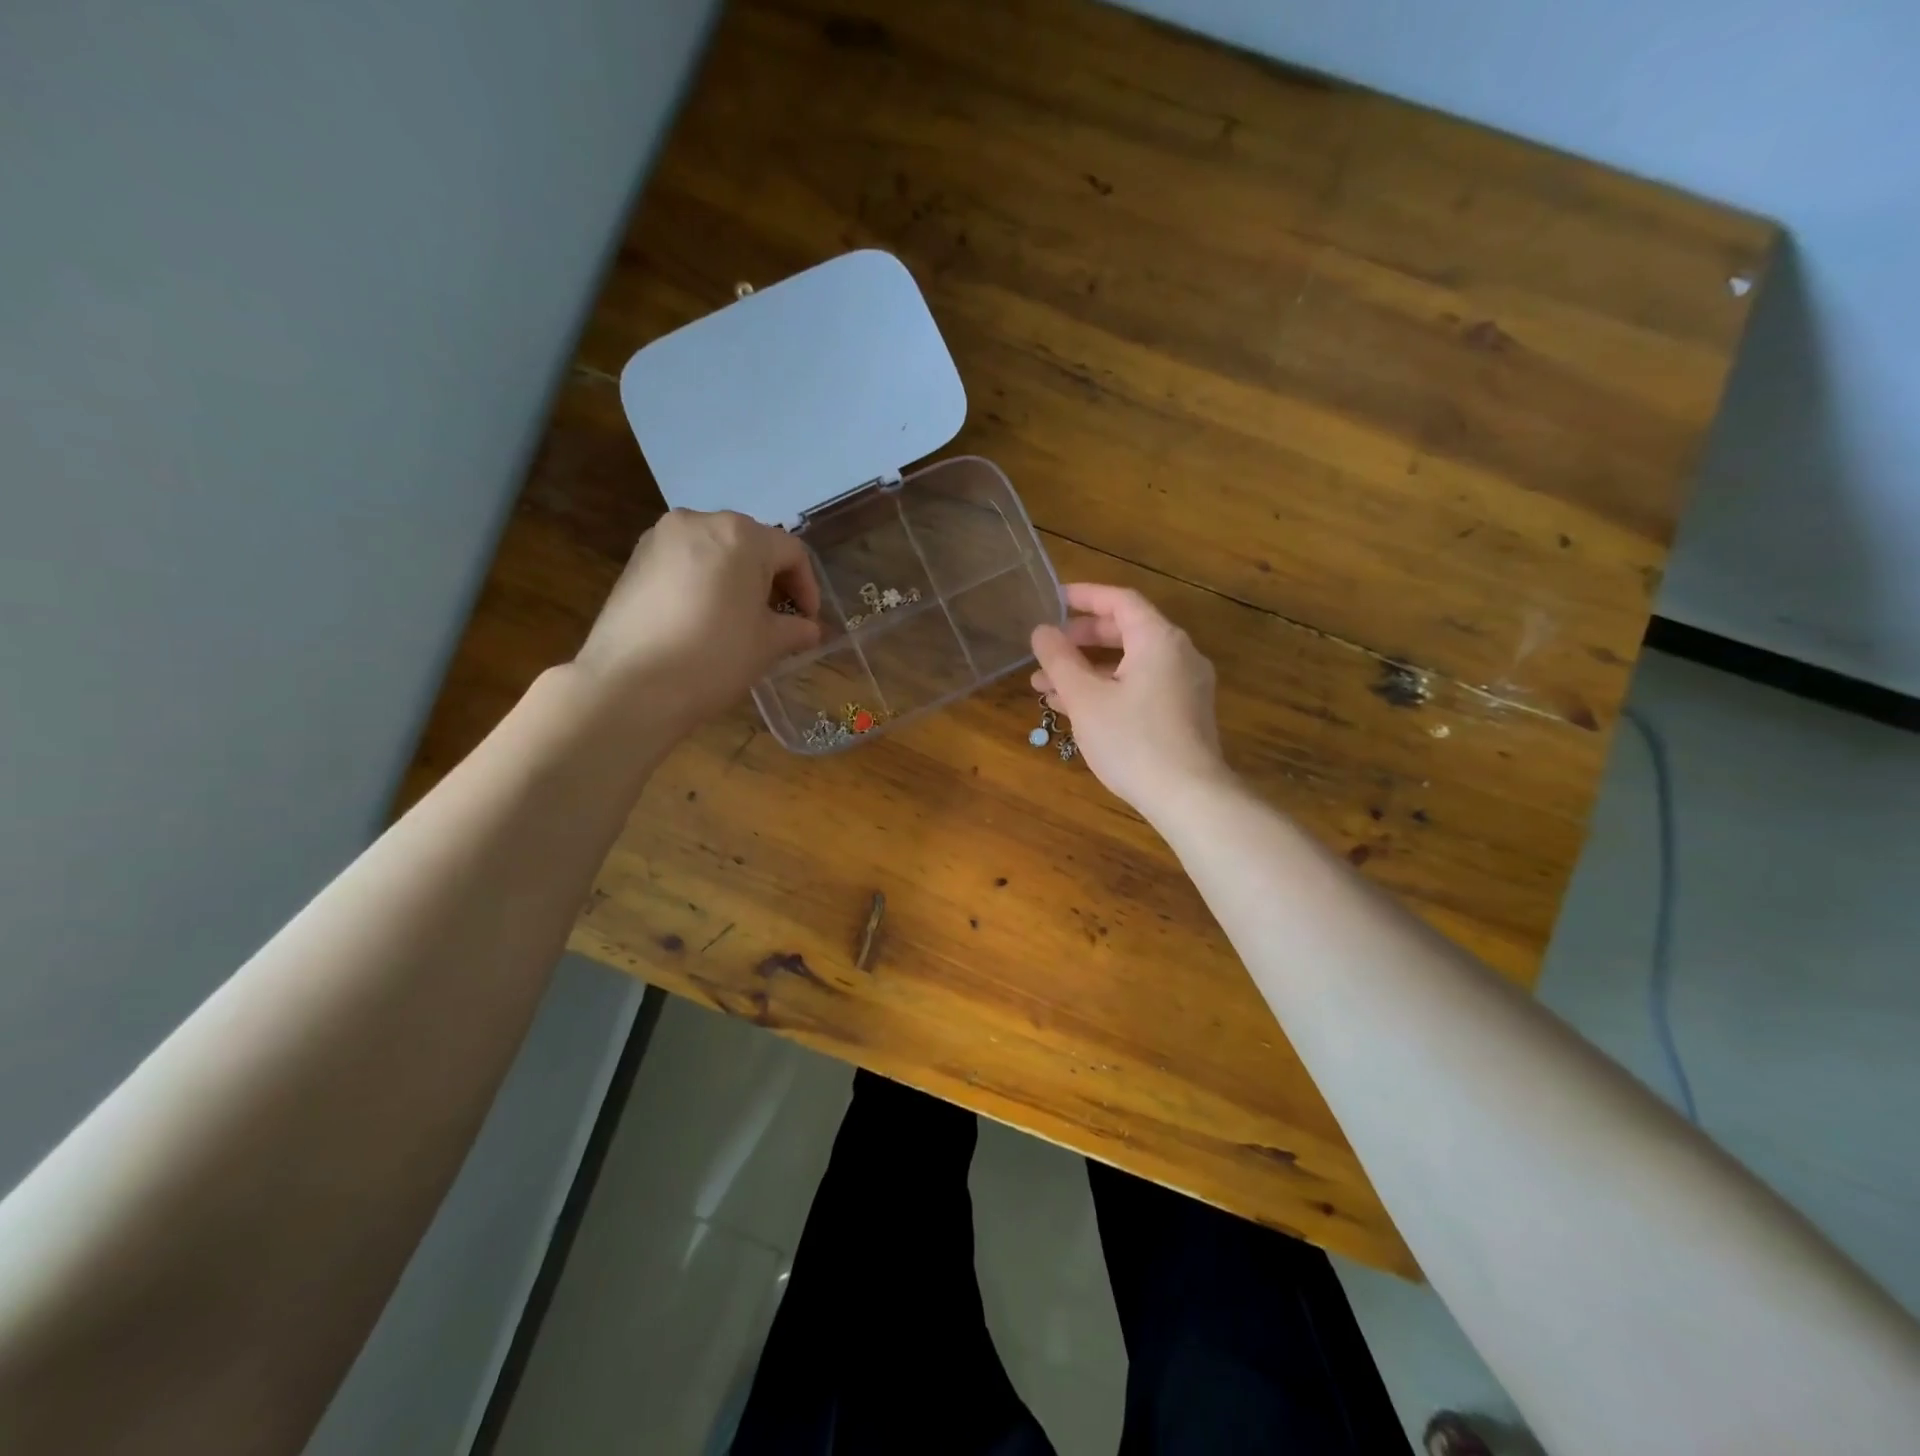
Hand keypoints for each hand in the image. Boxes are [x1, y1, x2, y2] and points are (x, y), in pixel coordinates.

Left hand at [574, 509, 821, 730]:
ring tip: (741, 620)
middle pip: (751, 545)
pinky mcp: (634, 561)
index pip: (791, 553)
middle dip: (771, 580)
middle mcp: (699, 522)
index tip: (808, 622)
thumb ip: (796, 629)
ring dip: (736, 581)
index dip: (808, 588)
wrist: (630, 685)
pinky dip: (704, 584)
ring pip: (715, 552)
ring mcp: (660, 538)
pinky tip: (704, 620)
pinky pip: (685, 564)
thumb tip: (808, 629)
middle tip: (778, 620)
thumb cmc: (714, 657)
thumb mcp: (768, 645)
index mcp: (740, 535)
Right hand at [1030, 583, 1231, 819]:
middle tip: (1047, 648)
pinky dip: (1108, 689)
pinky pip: (1140, 687)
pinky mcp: (1183, 714)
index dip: (1085, 596)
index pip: (1121, 601)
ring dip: (1088, 671)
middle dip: (1081, 640)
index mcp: (1158, 640)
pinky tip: (1075, 710)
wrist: (1188, 796)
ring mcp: (1184, 686)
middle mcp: (1178, 655)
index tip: (1053, 599)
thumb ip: (1060, 660)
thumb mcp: (1086, 698)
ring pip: (1130, 665)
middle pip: (1126, 632)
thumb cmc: (1132, 740)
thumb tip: (1042, 631)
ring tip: (1045, 687)